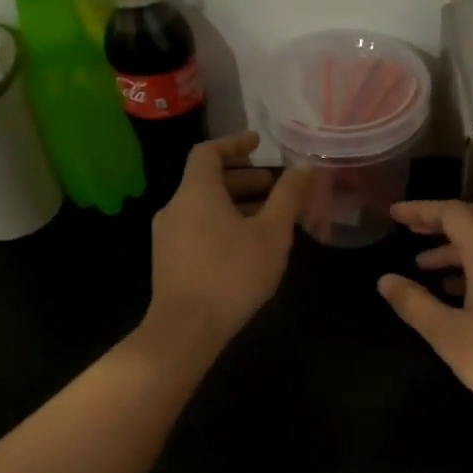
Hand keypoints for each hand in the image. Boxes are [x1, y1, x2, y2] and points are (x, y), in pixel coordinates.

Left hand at [147, 133, 309, 345]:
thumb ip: (288, 196)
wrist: (185, 329)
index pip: (209, 152)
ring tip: (270, 218)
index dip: (235, 143)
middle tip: (277, 188)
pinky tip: (248, 246)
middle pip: (209, 180)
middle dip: (245, 179)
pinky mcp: (169, 260)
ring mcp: (168, 235)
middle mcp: (175, 207)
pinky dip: (223, 223)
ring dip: (237, 204)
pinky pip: (198, 227)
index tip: (259, 143)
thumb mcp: (272, 234)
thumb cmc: (232, 274)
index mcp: (196, 192)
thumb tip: (304, 166)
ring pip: (204, 206)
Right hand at [379, 200, 472, 423]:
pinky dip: (472, 264)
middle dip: (439, 220)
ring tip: (423, 265)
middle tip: (409, 230)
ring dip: (454, 246)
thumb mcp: (449, 334)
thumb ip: (415, 304)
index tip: (394, 214)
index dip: (421, 210)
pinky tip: (454, 291)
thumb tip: (385, 280)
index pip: (452, 213)